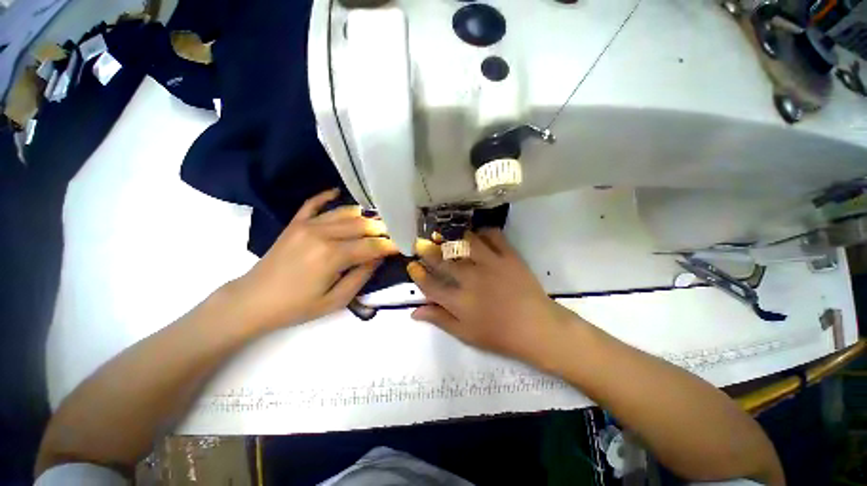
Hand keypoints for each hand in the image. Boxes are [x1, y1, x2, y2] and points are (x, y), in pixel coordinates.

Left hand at [230, 189, 398, 329]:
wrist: (252, 301)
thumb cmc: (296, 307)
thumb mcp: (335, 301)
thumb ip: (361, 276)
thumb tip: (379, 257)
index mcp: (332, 256)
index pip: (371, 245)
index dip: (390, 245)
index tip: (403, 244)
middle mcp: (322, 234)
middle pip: (361, 225)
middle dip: (382, 228)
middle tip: (395, 232)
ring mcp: (307, 225)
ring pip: (344, 213)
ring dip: (364, 215)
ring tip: (378, 220)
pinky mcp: (295, 223)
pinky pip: (314, 203)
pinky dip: (327, 196)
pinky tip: (338, 192)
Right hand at [408, 229, 577, 361]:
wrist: (537, 327)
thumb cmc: (499, 335)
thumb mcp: (465, 334)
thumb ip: (440, 320)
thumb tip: (414, 312)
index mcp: (459, 301)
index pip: (430, 284)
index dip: (418, 274)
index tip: (412, 265)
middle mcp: (471, 278)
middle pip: (443, 260)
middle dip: (427, 250)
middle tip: (421, 243)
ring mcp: (491, 264)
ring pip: (465, 243)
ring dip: (452, 237)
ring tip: (444, 235)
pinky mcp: (508, 256)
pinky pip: (493, 236)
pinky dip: (483, 232)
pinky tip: (477, 235)